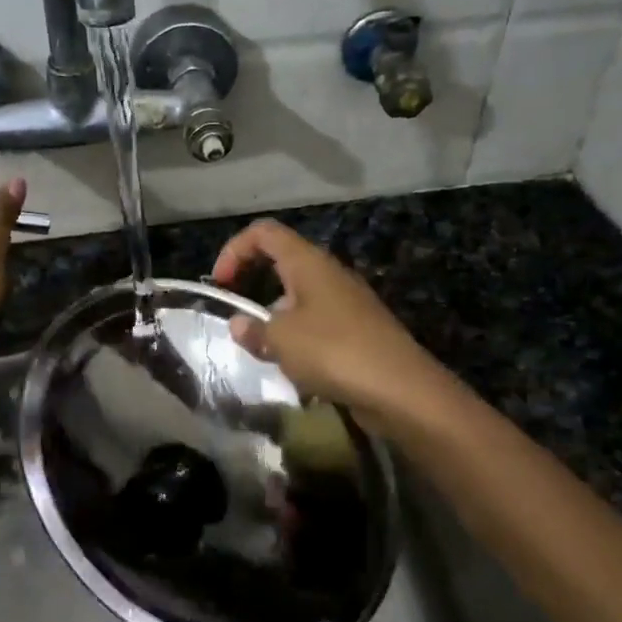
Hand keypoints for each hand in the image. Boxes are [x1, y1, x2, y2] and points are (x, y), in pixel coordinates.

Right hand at [209, 219, 451, 432]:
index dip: (235, 249)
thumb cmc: (333, 351)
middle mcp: (329, 274)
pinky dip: (299, 339)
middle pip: (282, 262)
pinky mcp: (359, 330)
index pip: (265, 233)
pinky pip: (318, 324)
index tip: (221, 283)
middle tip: (238, 316)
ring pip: (299, 298)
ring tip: (265, 351)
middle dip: (254, 284)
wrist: (400, 389)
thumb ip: (254, 329)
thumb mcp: (281, 340)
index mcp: (308, 262)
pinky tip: (296, 369)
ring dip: (276, 318)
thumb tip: (239, 325)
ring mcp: (347, 302)